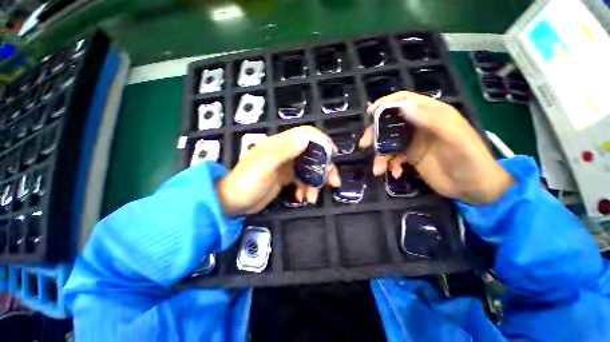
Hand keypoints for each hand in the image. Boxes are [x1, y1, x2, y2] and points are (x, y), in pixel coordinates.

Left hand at [217, 126, 340, 215]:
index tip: (333, 154)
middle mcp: (286, 152)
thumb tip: (307, 139)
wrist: (232, 203)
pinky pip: (302, 180)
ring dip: (315, 183)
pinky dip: (305, 189)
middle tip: (333, 183)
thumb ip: (284, 151)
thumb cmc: (247, 182)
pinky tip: (302, 198)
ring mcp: (287, 166)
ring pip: (309, 169)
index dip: (321, 140)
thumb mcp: (264, 166)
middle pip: (312, 153)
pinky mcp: (286, 178)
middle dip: (324, 168)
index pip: (306, 134)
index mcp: (280, 144)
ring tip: (312, 198)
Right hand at [359, 91, 512, 204]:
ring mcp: (414, 142)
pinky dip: (390, 165)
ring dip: (380, 156)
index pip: (405, 101)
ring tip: (379, 170)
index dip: (386, 104)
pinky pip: (393, 158)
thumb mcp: (453, 137)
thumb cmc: (469, 159)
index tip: (370, 113)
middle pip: (390, 123)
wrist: (474, 188)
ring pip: (389, 143)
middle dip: (375, 133)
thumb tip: (402, 106)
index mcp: (432, 114)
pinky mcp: (411, 157)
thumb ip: (430, 120)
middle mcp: (419, 126)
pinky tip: (396, 174)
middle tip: (364, 144)